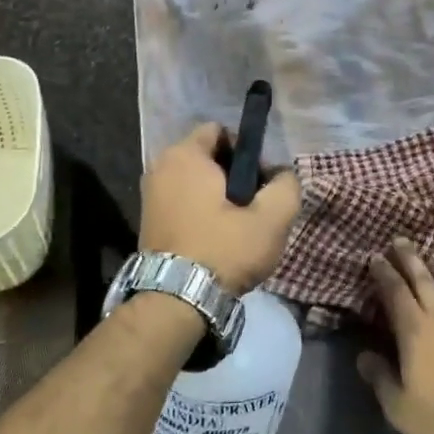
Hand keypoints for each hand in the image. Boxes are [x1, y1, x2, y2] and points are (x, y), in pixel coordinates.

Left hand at [139, 122, 301, 295]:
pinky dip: (199, 213)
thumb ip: (286, 187)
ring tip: (237, 226)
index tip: (260, 181)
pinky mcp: (147, 221)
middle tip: (253, 206)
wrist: (175, 302)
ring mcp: (150, 195)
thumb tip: (282, 176)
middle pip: (207, 157)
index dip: (246, 151)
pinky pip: (181, 202)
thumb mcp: (271, 219)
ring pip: (195, 182)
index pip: (220, 131)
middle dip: (233, 175)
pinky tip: (216, 239)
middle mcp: (160, 167)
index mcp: (185, 155)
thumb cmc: (223, 250)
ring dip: (217, 197)